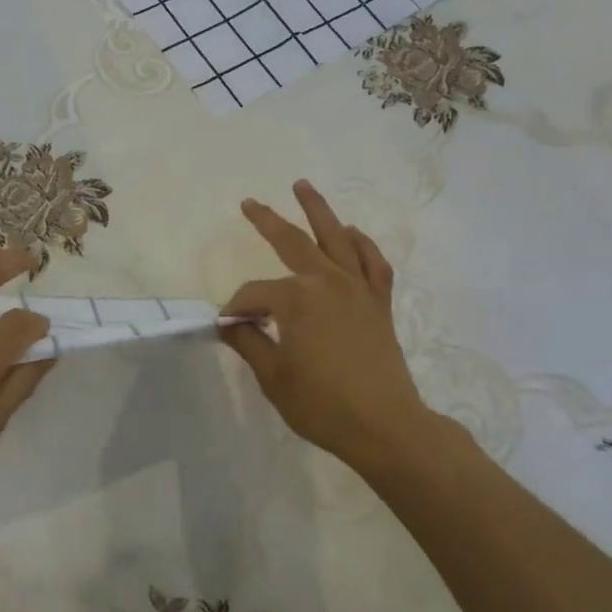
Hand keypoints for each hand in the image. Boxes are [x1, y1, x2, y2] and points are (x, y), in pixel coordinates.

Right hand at [221, 182, 443, 472]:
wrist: (385, 426)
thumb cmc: (322, 404)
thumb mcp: (273, 376)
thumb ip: (249, 343)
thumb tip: (228, 324)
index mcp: (297, 299)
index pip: (255, 295)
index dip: (236, 309)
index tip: (227, 326)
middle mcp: (328, 282)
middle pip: (293, 242)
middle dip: (267, 221)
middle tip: (249, 203)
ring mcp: (358, 288)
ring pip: (336, 238)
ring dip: (318, 210)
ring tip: (302, 185)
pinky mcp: (379, 303)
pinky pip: (373, 263)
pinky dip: (363, 244)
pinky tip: (351, 233)